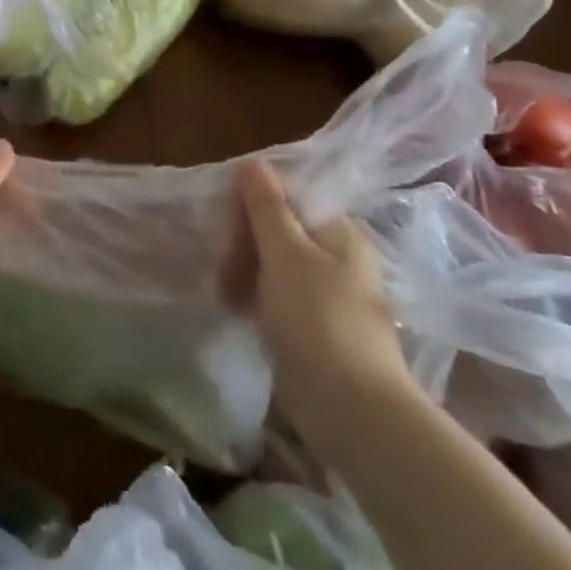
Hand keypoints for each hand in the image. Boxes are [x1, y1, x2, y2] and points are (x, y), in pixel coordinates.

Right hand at [240, 160, 415, 451]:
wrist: (350, 408)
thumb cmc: (318, 318)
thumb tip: (253, 161)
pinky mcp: (313, 326)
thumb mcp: (286, 253)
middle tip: (220, 264)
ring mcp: (325, 294)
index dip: (252, 204)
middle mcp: (336, 257)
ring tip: (222, 291)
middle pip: (278, 229)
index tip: (225, 223)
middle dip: (243, 242)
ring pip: (273, 263)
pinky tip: (234, 308)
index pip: (288, 197)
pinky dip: (253, 296)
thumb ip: (267, 207)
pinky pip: (275, 295)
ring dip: (243, 270)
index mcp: (339, 233)